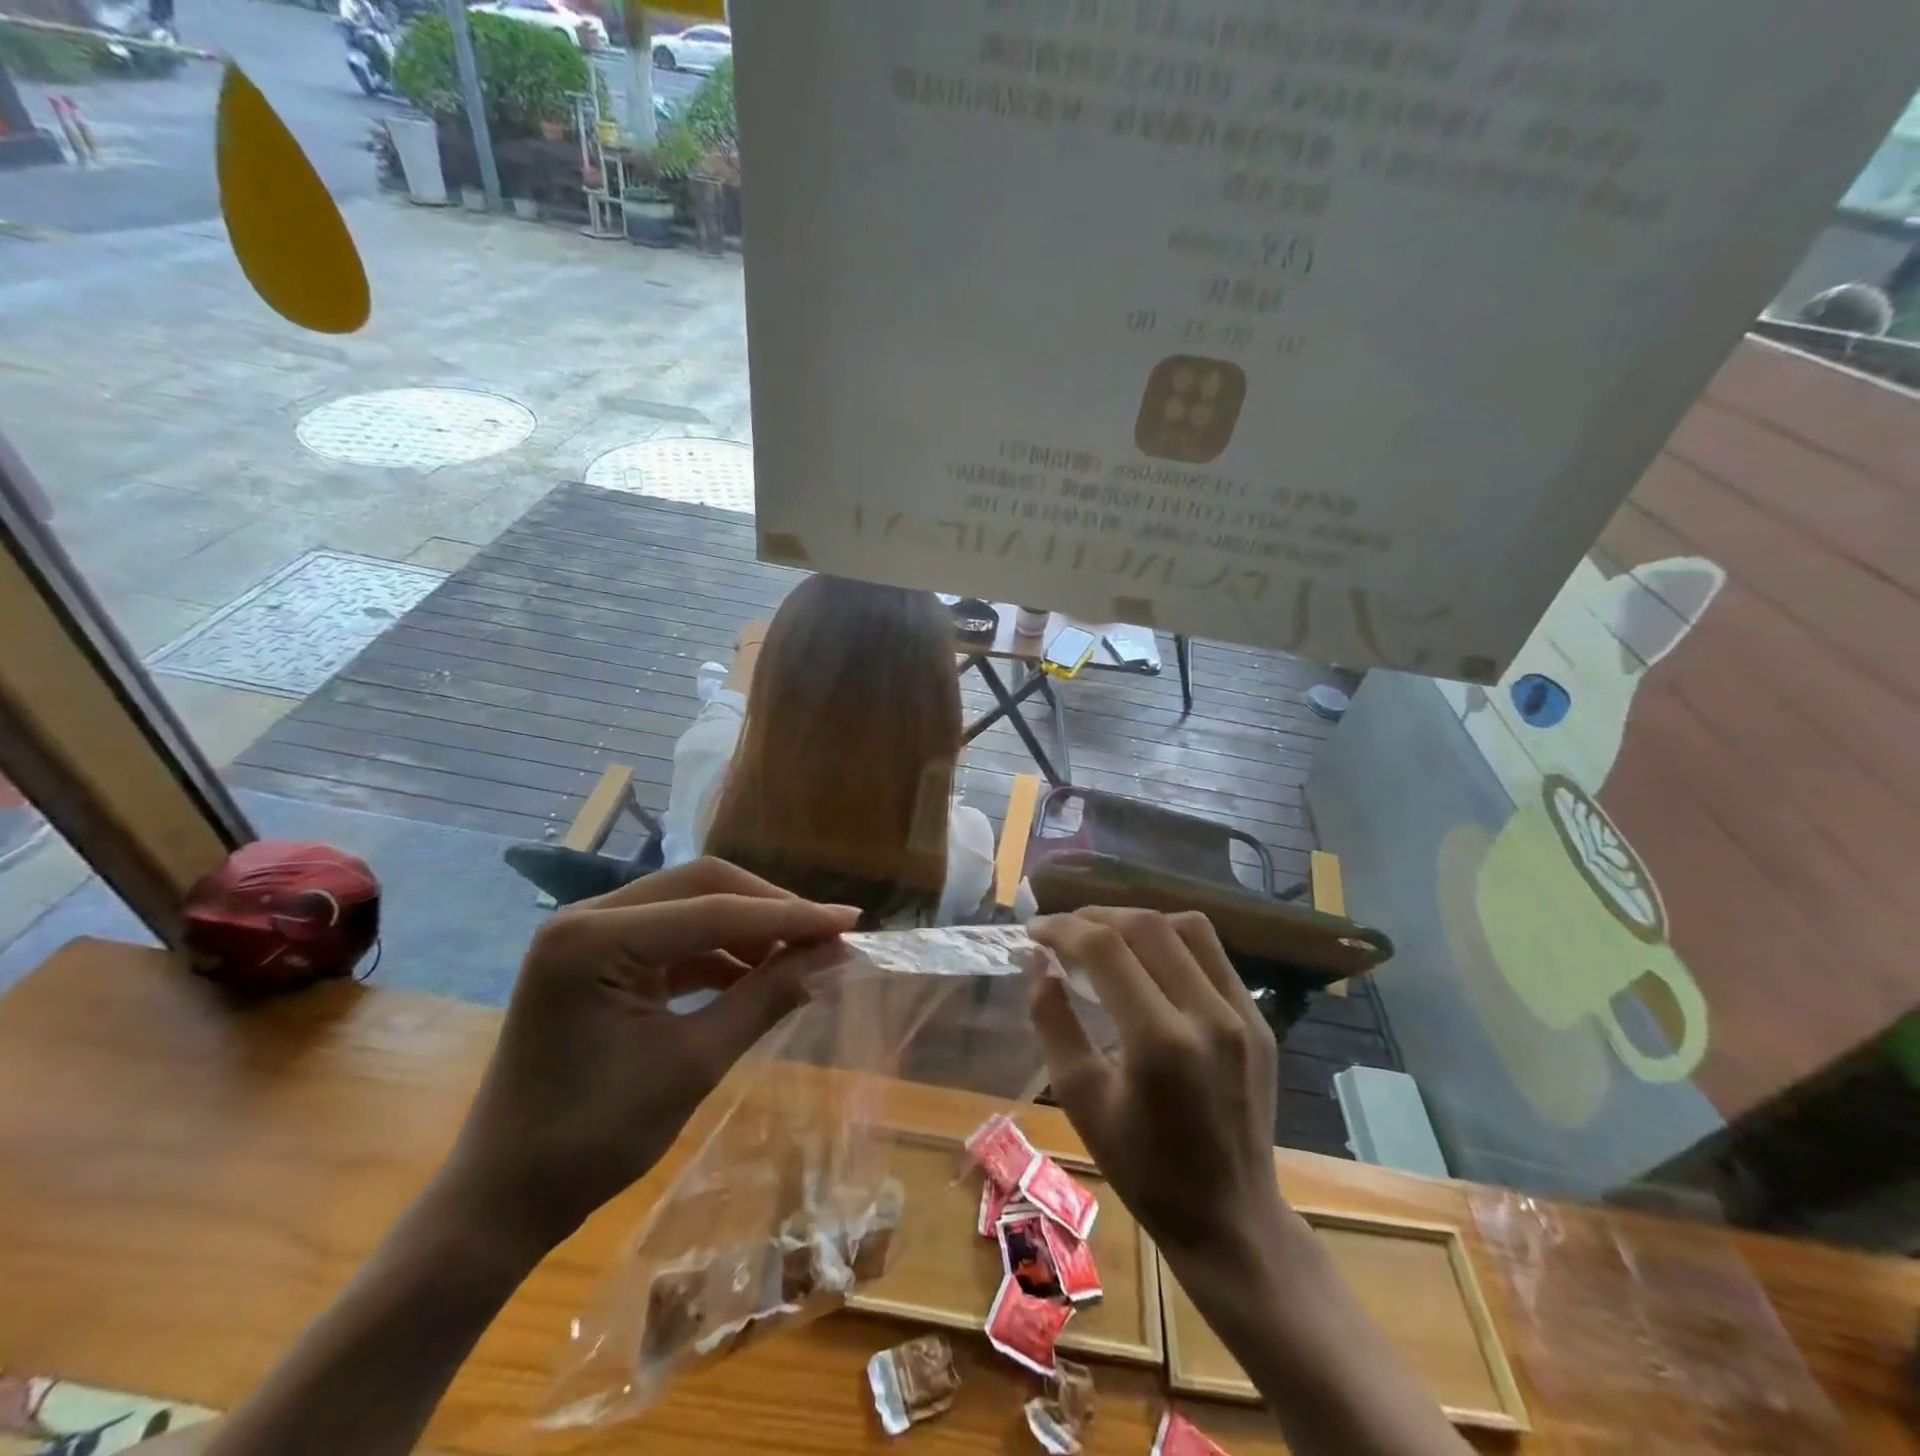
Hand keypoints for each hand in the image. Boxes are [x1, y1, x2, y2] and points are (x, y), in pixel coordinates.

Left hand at [443, 858, 859, 1254]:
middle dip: (769, 910)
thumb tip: (831, 957)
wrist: (502, 1200)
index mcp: (594, 939)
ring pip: (691, 905)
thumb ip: (763, 999)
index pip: (714, 911)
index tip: (850, 921)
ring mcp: (589, 934)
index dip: (789, 916)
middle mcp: (587, 917)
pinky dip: (719, 952)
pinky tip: (757, 974)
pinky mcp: (598, 957)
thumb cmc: (591, 1142)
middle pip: (701, 886)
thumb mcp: (691, 1065)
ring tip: (800, 959)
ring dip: (748, 929)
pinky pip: (674, 936)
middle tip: (826, 936)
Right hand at [1025, 907, 1285, 1258]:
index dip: (1063, 929)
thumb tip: (1038, 964)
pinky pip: (1213, 954)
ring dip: (1137, 921)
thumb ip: (1054, 1022)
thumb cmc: (1143, 1169)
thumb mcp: (1081, 1100)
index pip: (1105, 949)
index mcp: (1159, 1042)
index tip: (1034, 931)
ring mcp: (1243, 1015)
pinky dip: (1173, 941)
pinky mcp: (1259, 1020)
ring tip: (1105, 937)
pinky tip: (1149, 960)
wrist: (1231, 1218)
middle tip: (1063, 930)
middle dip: (1095, 916)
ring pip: (1186, 928)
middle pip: (1146, 926)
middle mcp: (1208, 1015)